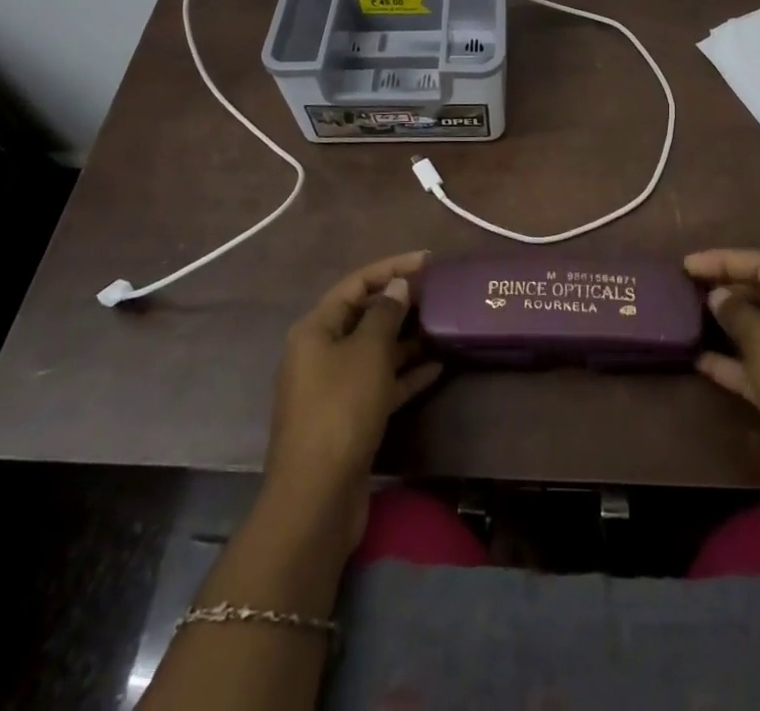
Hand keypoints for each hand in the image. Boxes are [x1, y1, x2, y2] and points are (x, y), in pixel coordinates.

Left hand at [264, 251, 441, 549]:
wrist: (316, 498)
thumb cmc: (341, 410)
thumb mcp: (368, 353)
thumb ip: (385, 314)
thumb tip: (398, 286)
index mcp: (315, 329)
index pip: (356, 283)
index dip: (391, 267)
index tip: (427, 260)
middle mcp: (320, 353)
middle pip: (363, 315)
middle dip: (400, 303)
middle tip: (439, 293)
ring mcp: (333, 387)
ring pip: (374, 351)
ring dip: (406, 339)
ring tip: (444, 326)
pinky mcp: (348, 418)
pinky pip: (379, 384)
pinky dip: (405, 374)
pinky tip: (437, 368)